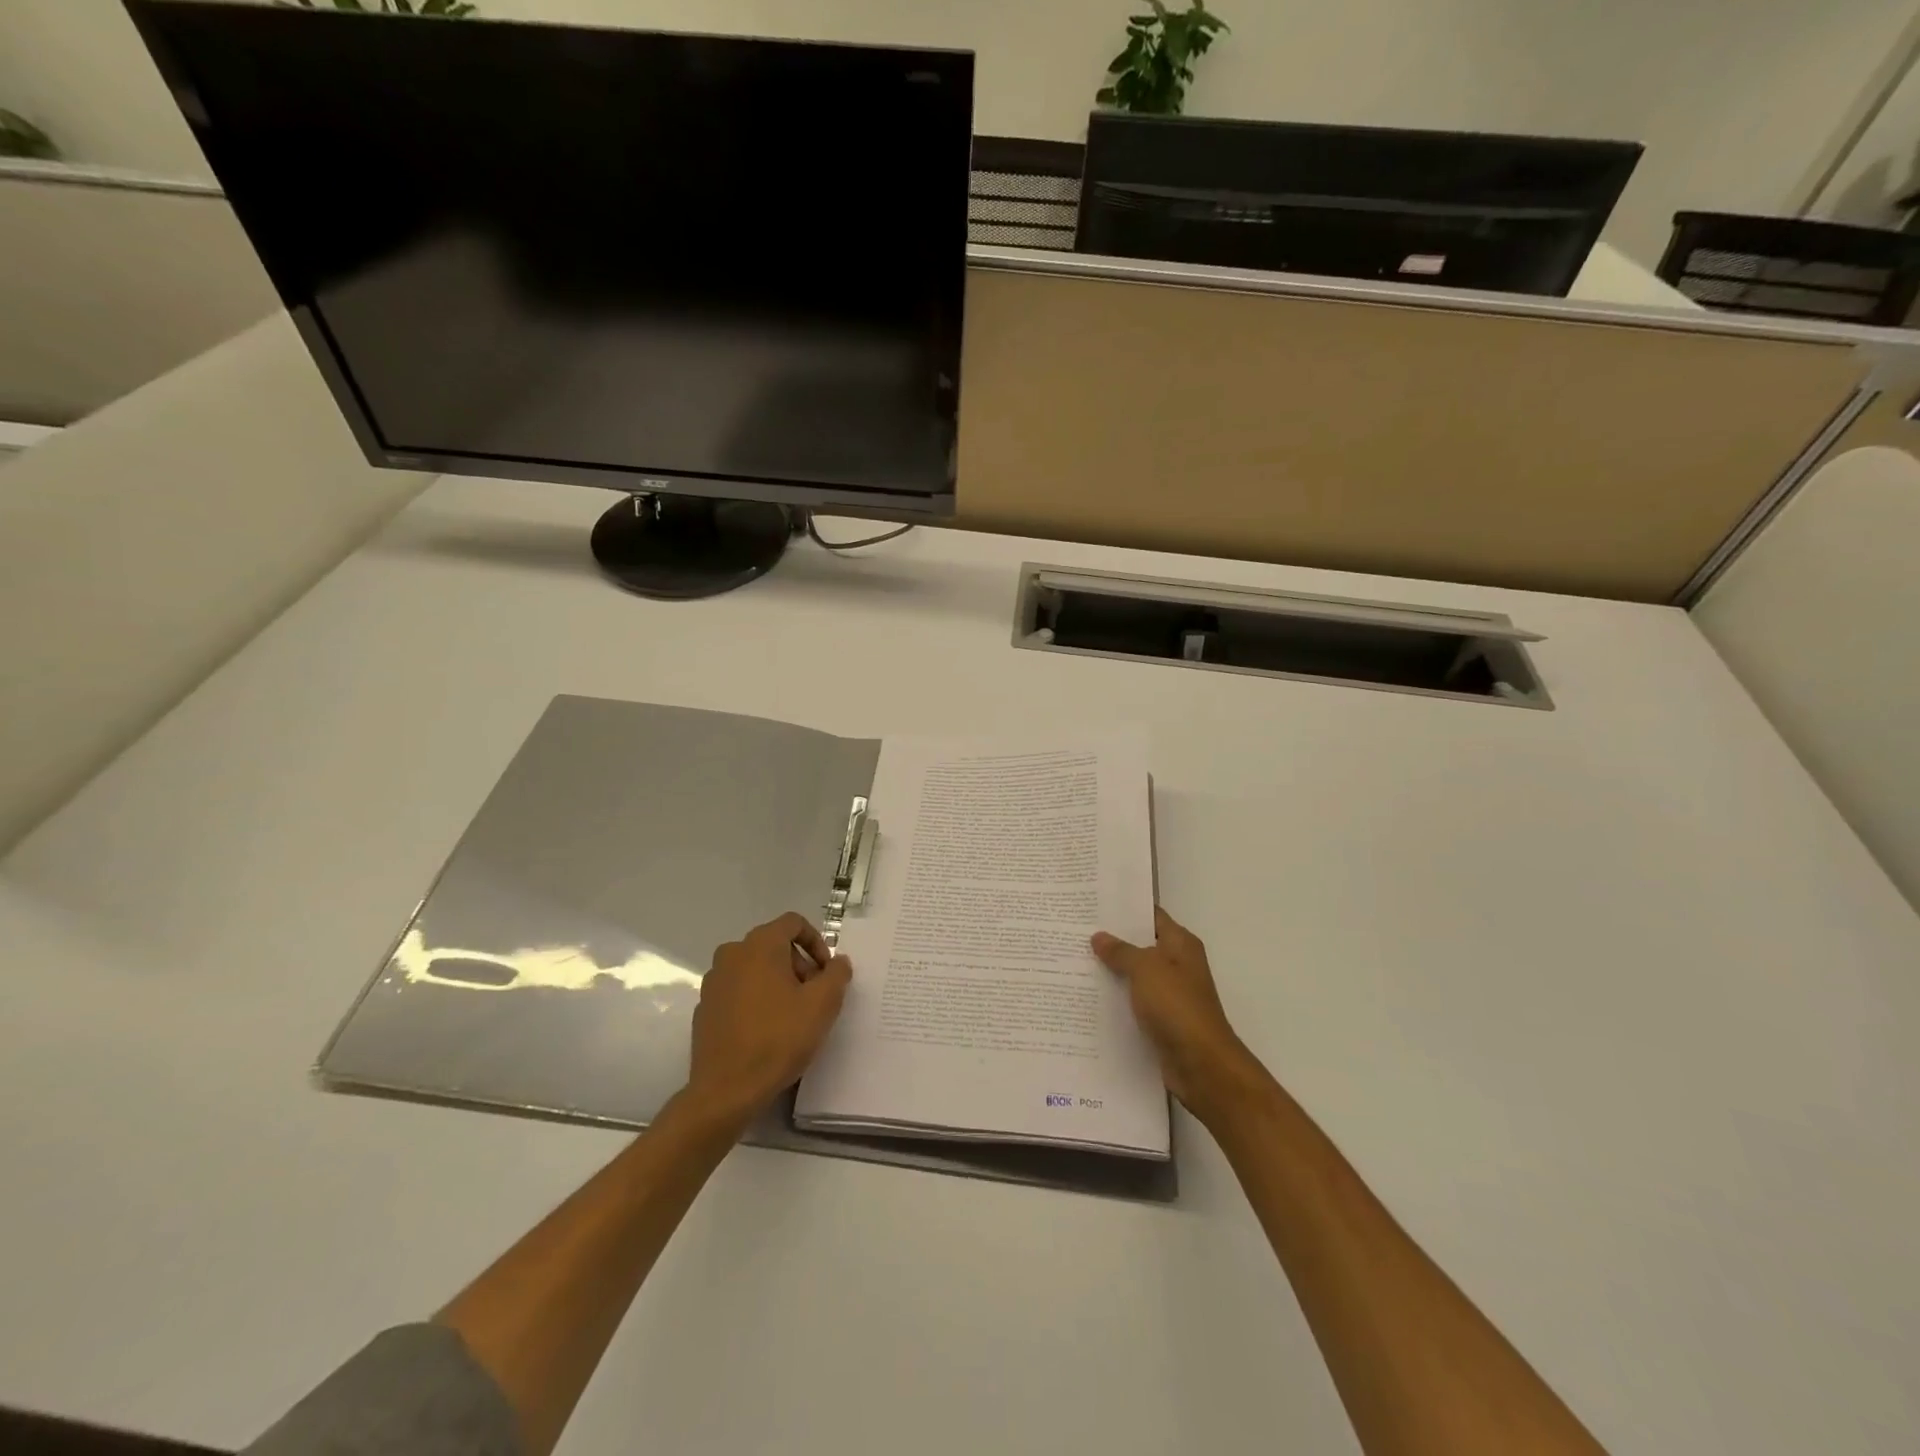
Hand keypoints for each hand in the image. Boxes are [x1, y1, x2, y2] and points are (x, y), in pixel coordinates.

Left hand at [687, 912, 852, 1131]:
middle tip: (814, 996)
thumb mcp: (823, 1004)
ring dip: (778, 982)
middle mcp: (732, 954)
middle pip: (774, 945)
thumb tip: (838, 962)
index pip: (793, 923)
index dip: (817, 942)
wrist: (727, 1090)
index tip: (827, 972)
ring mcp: (714, 982)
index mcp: (759, 945)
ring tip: (793, 1015)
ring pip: (755, 968)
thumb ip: (837, 974)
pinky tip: (766, 1031)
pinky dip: (756, 1000)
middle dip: (799, 965)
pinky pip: (738, 991)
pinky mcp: (704, 1008)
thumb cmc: (779, 1038)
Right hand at [1092, 906, 1264, 1125]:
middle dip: (1111, 940)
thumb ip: (1121, 951)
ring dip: (1110, 971)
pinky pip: (1133, 1002)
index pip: (1150, 915)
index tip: (1093, 903)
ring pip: (1134, 975)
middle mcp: (1177, 965)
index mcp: (1180, 944)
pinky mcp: (1161, 1020)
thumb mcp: (1145, 969)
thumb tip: (1099, 936)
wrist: (1201, 1064)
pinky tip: (1087, 996)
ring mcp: (1169, 994)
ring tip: (1072, 960)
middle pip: (1140, 945)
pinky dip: (1115, 999)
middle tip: (1074, 930)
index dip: (1124, 908)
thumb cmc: (1176, 1006)